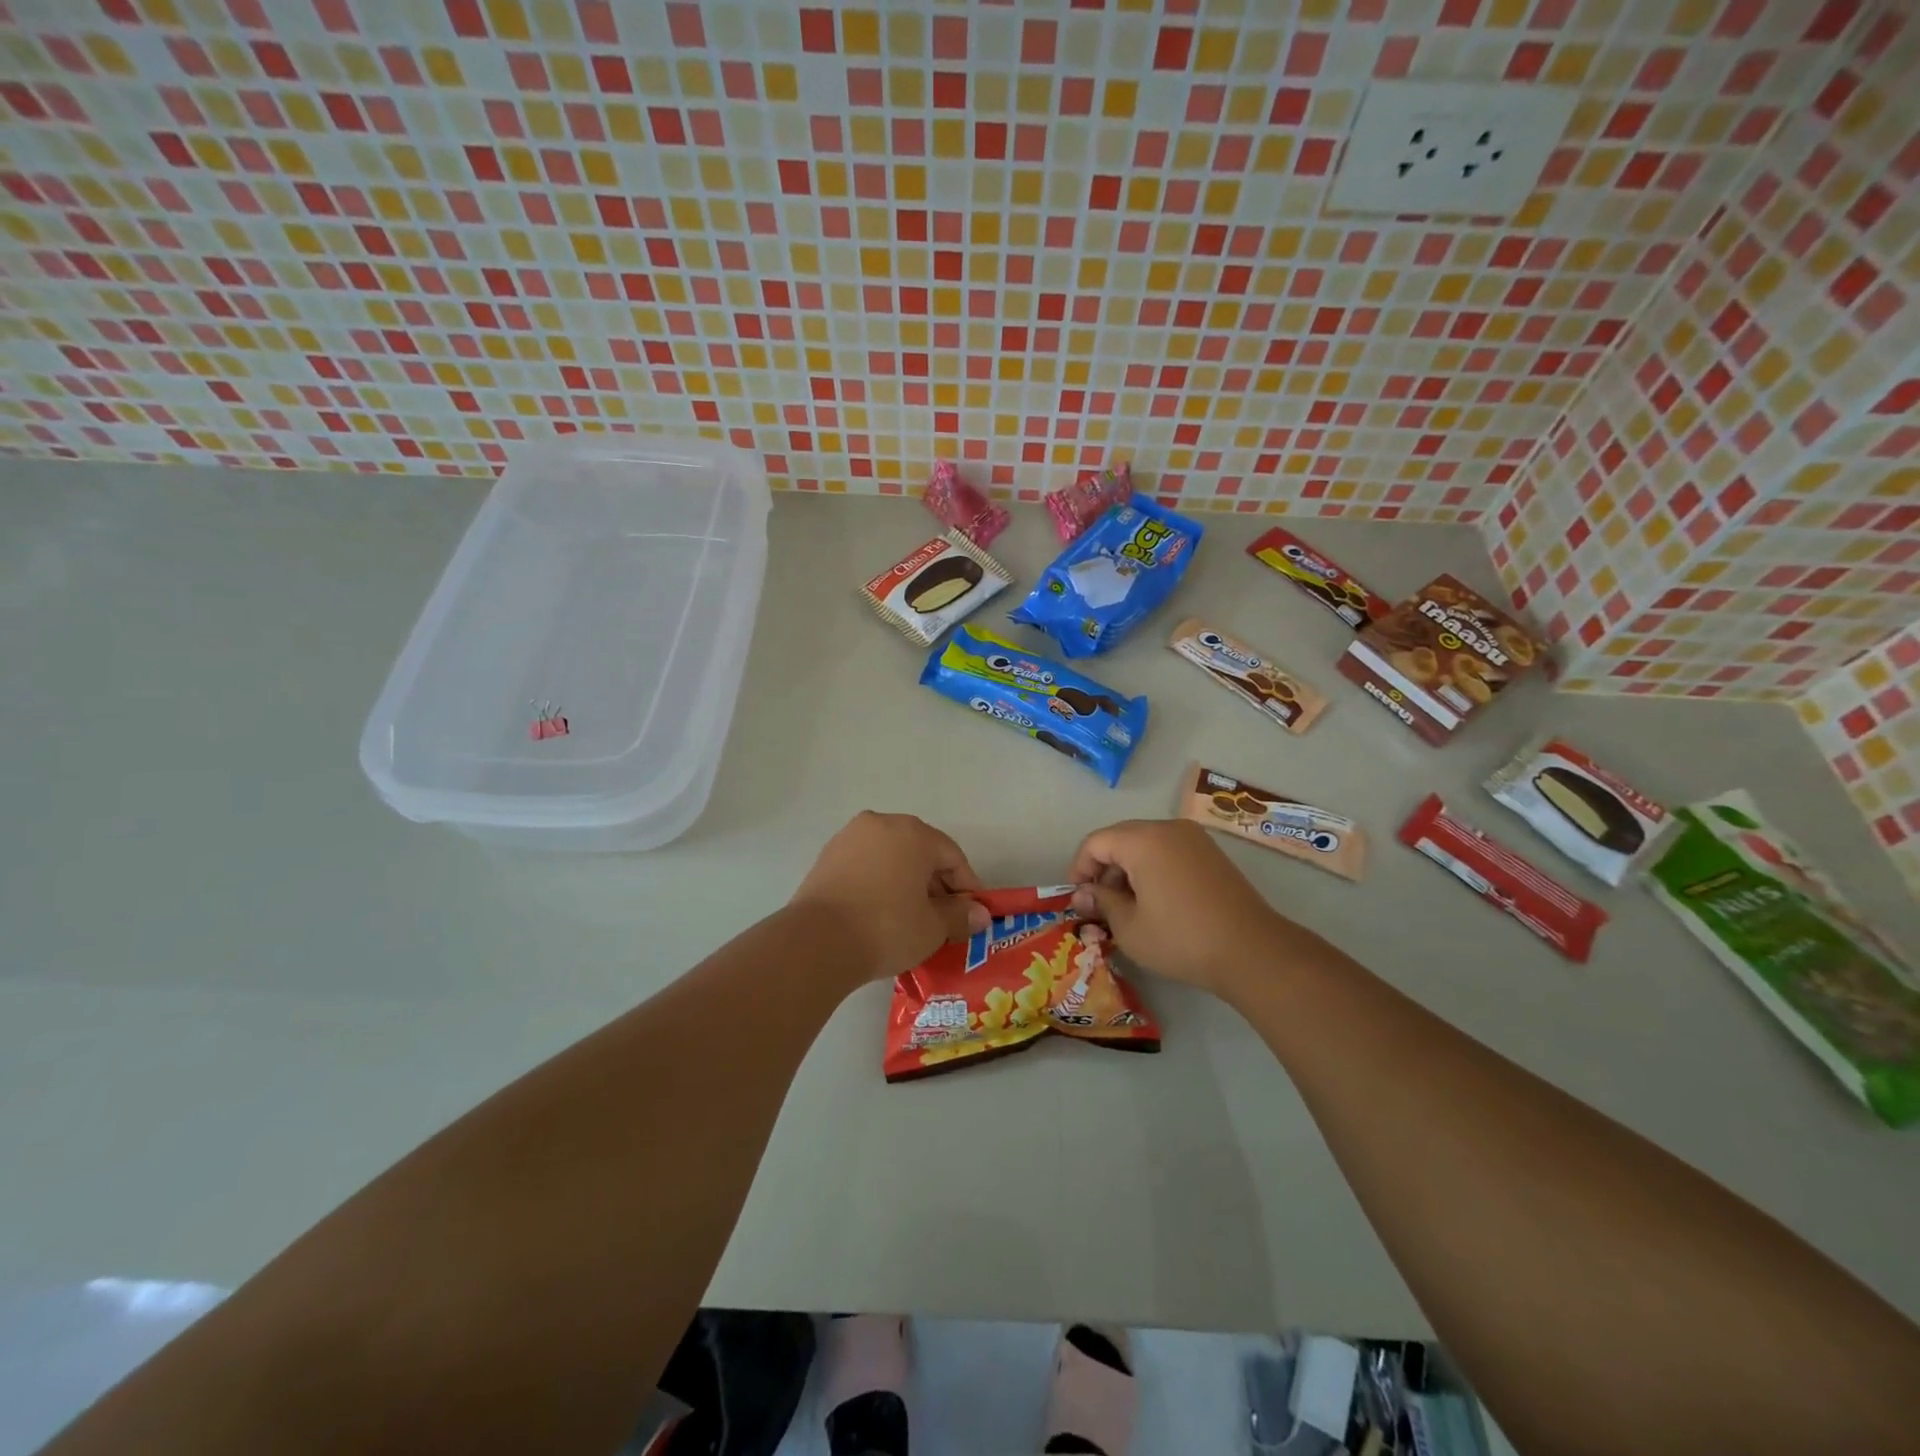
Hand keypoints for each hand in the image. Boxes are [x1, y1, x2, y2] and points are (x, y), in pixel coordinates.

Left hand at [791, 812, 991, 985]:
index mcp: (913, 833)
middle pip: (920, 852)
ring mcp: (850, 837)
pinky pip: (866, 865)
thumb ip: (960, 915)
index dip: (967, 886)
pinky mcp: (827, 857)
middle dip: (935, 883)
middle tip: (943, 918)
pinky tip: (881, 912)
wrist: (817, 942)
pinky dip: (879, 883)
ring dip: (906, 882)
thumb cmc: (886, 928)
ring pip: (891, 857)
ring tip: (911, 917)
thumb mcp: (933, 927)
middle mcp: (882, 824)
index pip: (952, 856)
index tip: (972, 914)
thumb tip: (979, 914)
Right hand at [1067, 819, 1287, 995]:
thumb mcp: (1129, 927)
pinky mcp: (1211, 854)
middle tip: (1098, 905)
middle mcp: (1168, 828)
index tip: (1077, 899)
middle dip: (1103, 869)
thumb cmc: (1181, 938)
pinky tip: (1155, 902)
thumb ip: (1101, 903)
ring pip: (1145, 844)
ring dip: (1128, 870)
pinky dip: (1152, 869)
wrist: (1251, 951)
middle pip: (1120, 838)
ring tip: (1126, 907)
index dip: (1079, 868)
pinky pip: (1168, 851)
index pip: (1096, 842)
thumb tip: (1082, 895)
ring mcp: (1194, 839)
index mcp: (1143, 840)